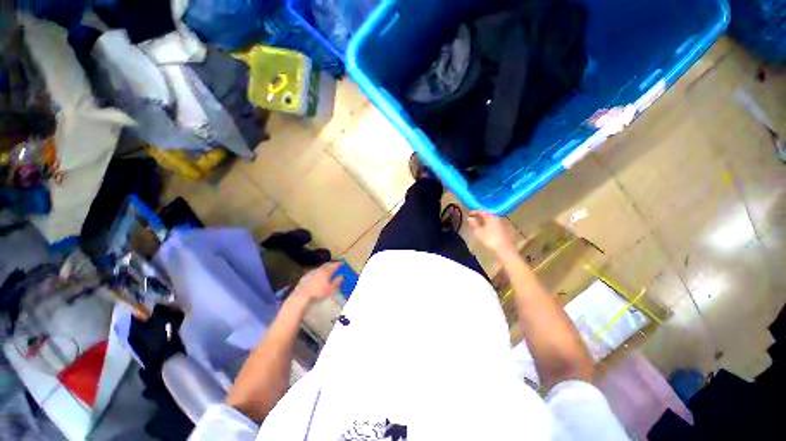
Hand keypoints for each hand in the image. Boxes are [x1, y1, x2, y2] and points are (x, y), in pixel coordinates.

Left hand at [290, 261, 343, 304]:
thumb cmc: (318, 292)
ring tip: (326, 271)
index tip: (342, 263)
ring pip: (319, 268)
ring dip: (324, 268)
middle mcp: (318, 270)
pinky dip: (317, 273)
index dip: (338, 264)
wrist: (301, 296)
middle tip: (334, 265)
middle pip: (326, 265)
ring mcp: (310, 273)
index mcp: (326, 272)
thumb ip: (336, 282)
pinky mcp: (304, 277)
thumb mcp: (330, 289)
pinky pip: (313, 273)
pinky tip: (316, 277)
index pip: (334, 266)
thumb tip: (341, 276)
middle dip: (331, 265)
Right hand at [468, 211, 518, 257]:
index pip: (482, 211)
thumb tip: (469, 218)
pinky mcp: (506, 229)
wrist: (505, 250)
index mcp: (491, 217)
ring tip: (479, 224)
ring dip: (485, 220)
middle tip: (474, 218)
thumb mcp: (478, 232)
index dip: (475, 211)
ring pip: (492, 219)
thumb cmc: (490, 240)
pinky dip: (490, 224)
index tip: (469, 213)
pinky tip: (488, 229)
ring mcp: (503, 223)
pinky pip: (496, 224)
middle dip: (480, 216)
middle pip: (488, 214)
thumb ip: (473, 224)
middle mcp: (497, 218)